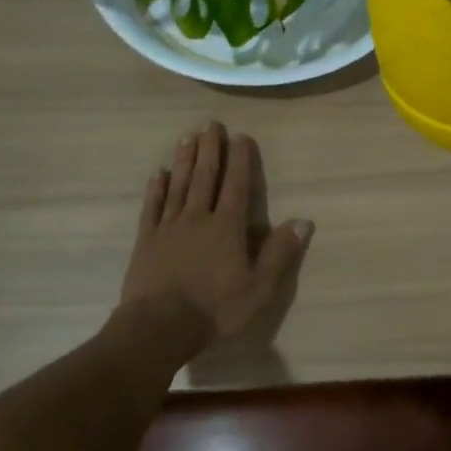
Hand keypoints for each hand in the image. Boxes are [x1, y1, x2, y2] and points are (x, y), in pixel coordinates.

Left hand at [118, 122, 312, 342]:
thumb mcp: (259, 287)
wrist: (159, 326)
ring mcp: (169, 227)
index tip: (240, 136)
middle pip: (204, 177)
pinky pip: (152, 207)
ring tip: (186, 137)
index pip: (236, 185)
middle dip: (209, 149)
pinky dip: (156, 188)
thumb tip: (304, 221)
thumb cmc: (215, 308)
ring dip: (183, 160)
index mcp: (227, 227)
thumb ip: (280, 253)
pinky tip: (157, 174)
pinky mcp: (147, 240)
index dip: (239, 160)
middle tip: (210, 124)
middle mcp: (197, 218)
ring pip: (177, 185)